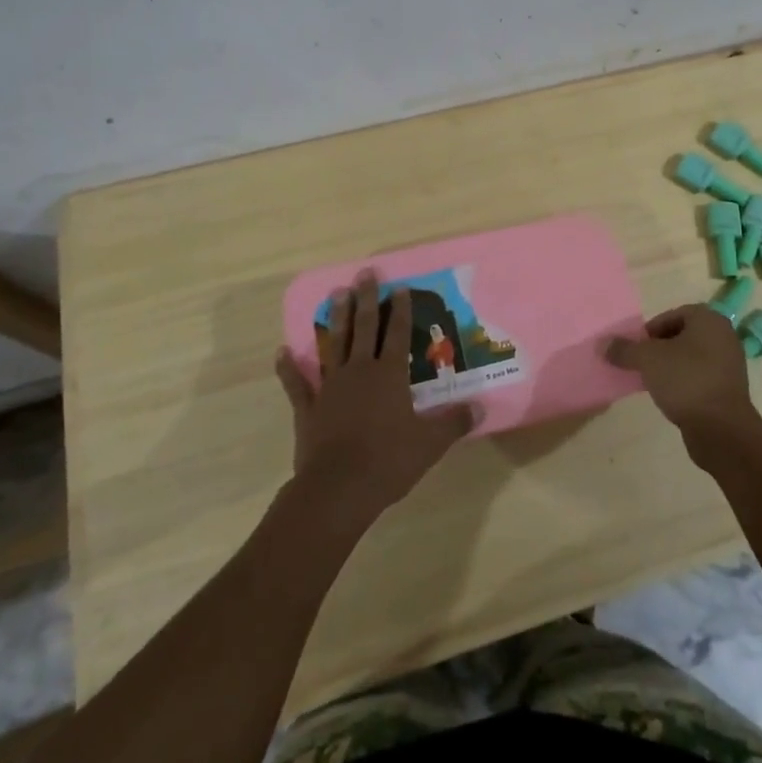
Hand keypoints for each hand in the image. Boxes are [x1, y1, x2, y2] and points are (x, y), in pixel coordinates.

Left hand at [275, 272, 473, 529]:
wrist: (338, 489)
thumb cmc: (388, 462)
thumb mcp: (430, 444)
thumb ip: (453, 423)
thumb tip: (480, 409)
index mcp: (389, 376)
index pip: (398, 334)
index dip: (401, 310)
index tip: (400, 287)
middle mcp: (360, 371)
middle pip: (364, 328)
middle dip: (367, 299)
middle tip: (365, 274)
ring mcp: (330, 387)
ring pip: (334, 344)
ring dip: (336, 319)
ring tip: (336, 293)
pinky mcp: (309, 408)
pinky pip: (297, 384)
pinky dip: (289, 368)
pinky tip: (282, 352)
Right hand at [607, 304, 760, 451]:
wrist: (721, 429)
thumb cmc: (686, 380)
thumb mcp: (648, 360)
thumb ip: (624, 350)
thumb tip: (602, 344)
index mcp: (708, 320)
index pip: (672, 315)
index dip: (651, 330)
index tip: (637, 348)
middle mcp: (723, 336)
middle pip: (681, 336)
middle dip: (659, 349)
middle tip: (641, 364)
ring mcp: (729, 364)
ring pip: (690, 358)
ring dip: (670, 367)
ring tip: (652, 382)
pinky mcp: (728, 390)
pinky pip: (699, 378)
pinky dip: (683, 383)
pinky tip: (669, 397)